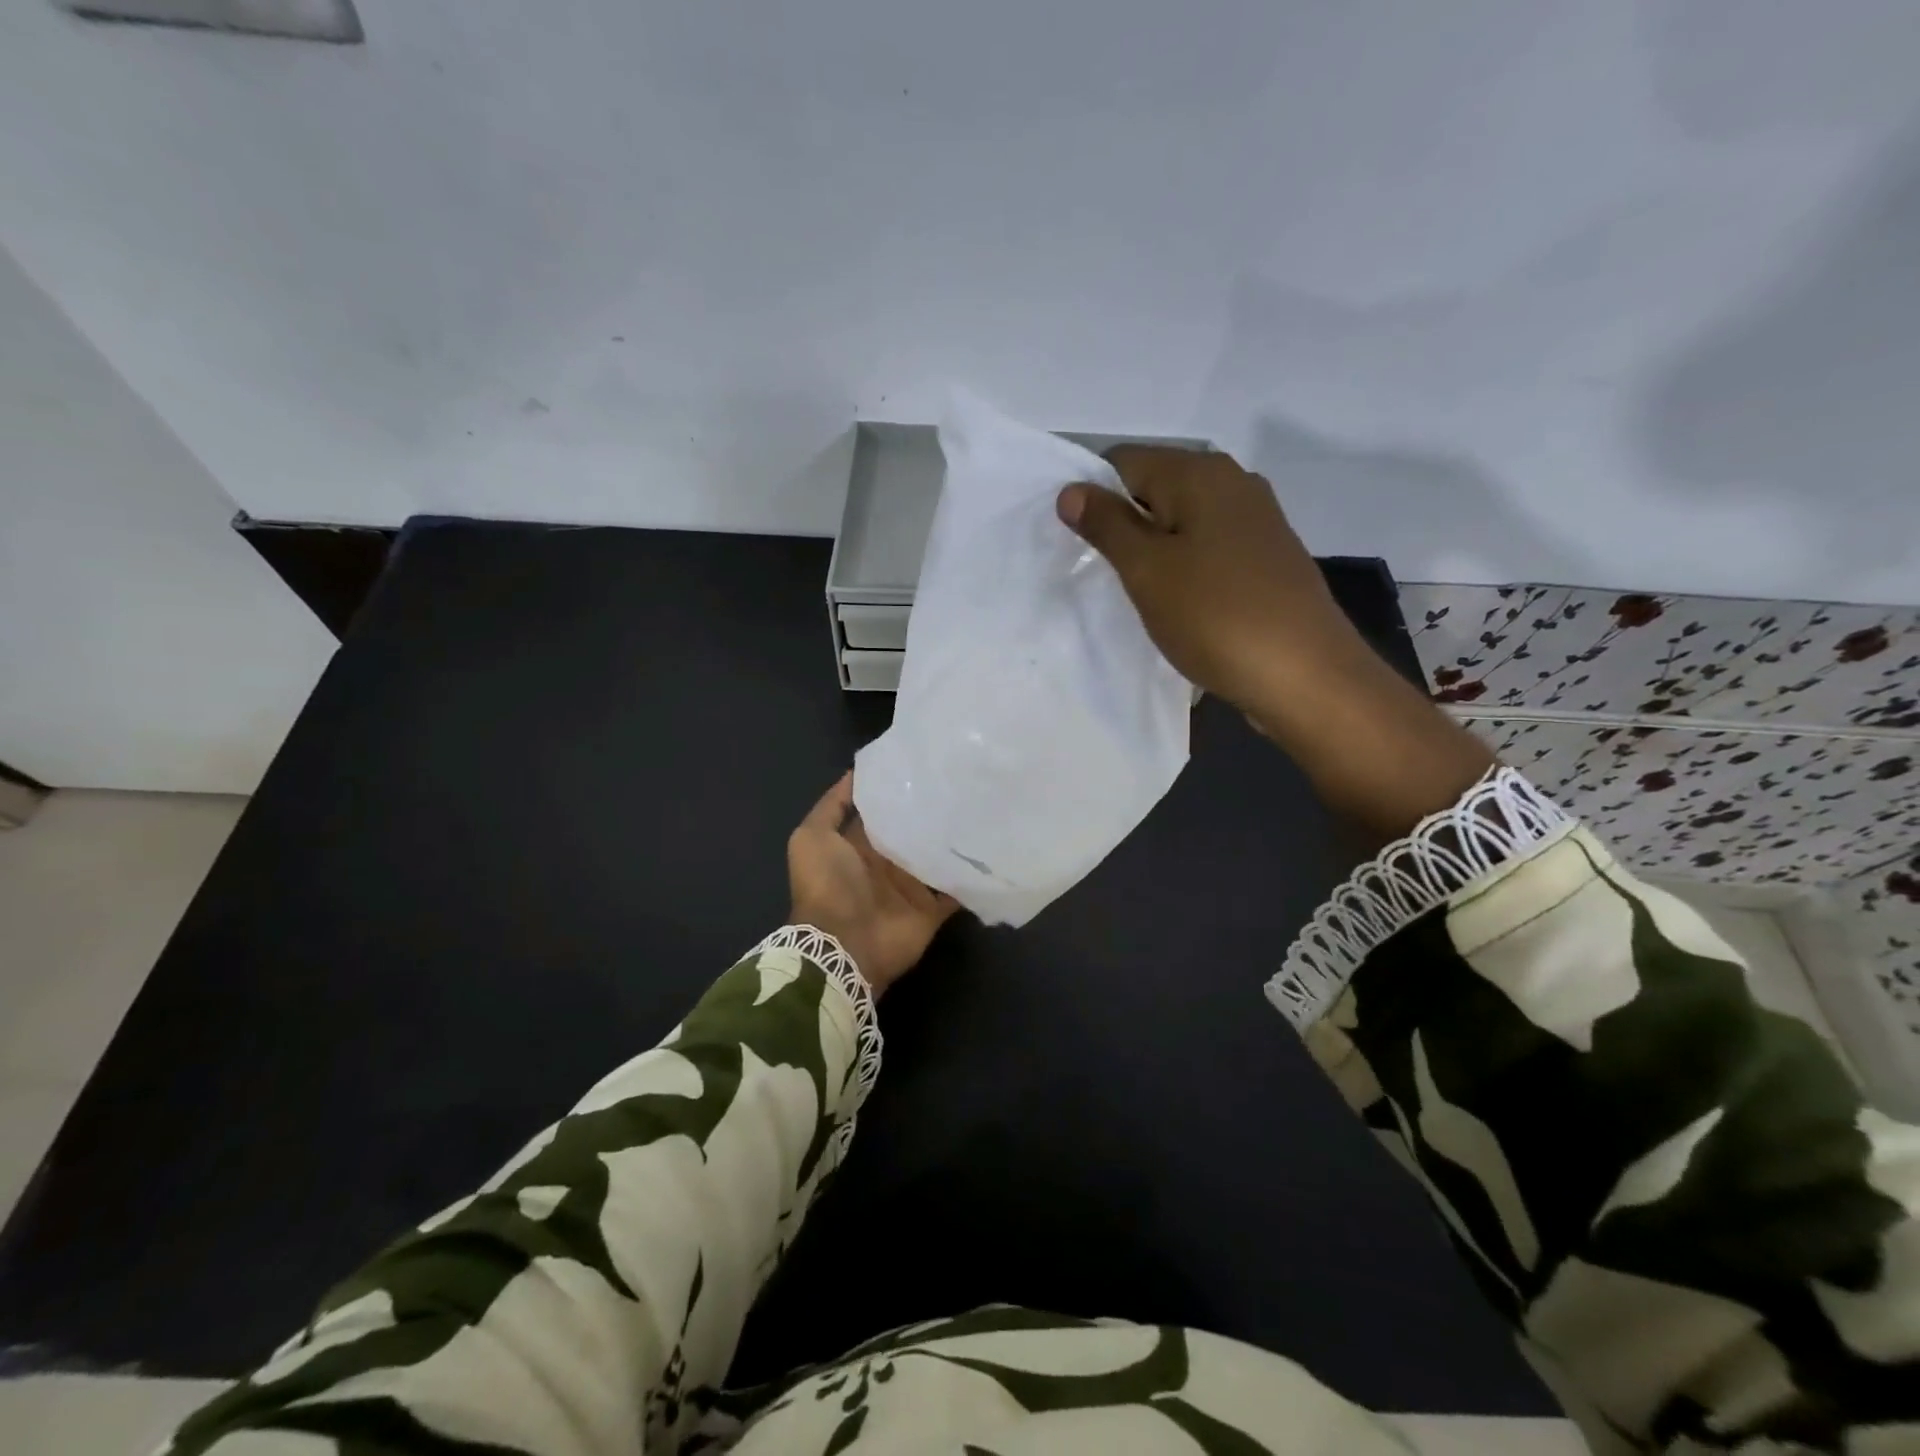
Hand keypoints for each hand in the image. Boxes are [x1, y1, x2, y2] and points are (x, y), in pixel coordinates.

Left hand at [788, 773, 959, 995]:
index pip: (882, 811)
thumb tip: (856, 772)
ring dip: (953, 837)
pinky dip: (969, 874)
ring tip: (981, 804)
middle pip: (912, 831)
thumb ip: (833, 805)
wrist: (844, 944)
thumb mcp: (811, 837)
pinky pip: (955, 887)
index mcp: (859, 845)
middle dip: (931, 809)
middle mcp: (886, 862)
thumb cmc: (826, 886)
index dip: (897, 789)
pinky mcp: (931, 908)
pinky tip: (989, 845)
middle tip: (961, 777)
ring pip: (936, 855)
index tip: (923, 762)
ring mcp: (910, 886)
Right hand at [1058, 448, 1492, 840]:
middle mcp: (1233, 483)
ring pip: (1182, 521)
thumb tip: (1071, 489)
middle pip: (1155, 488)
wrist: (1304, 675)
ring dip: (1152, 550)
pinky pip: (1208, 548)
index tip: (1077, 543)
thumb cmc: (1215, 616)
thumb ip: (1106, 525)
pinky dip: (1184, 567)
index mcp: (1200, 473)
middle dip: (1121, 525)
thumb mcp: (1147, 570)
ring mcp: (1257, 521)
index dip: (1092, 495)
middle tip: (1101, 572)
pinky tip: (1178, 603)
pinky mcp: (1267, 558)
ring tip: (1136, 592)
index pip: (1124, 461)